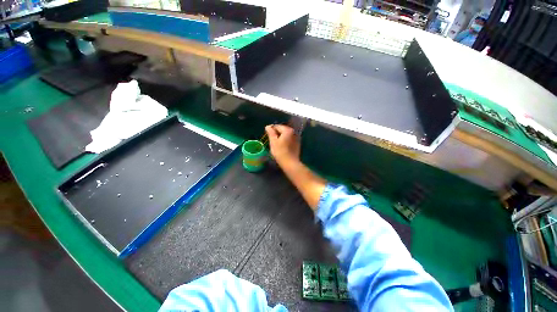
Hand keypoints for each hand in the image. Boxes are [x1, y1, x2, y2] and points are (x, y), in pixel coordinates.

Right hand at [265, 124, 300, 166]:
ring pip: (286, 135)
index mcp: (288, 130)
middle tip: (271, 140)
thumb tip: (268, 126)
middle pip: (282, 130)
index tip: (267, 136)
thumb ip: (271, 132)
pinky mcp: (297, 144)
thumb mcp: (273, 141)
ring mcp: (297, 138)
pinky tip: (282, 147)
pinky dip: (285, 141)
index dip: (271, 130)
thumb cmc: (280, 152)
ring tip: (276, 144)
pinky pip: (289, 140)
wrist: (290, 163)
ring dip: (281, 138)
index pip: (277, 126)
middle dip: (276, 134)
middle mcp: (294, 132)